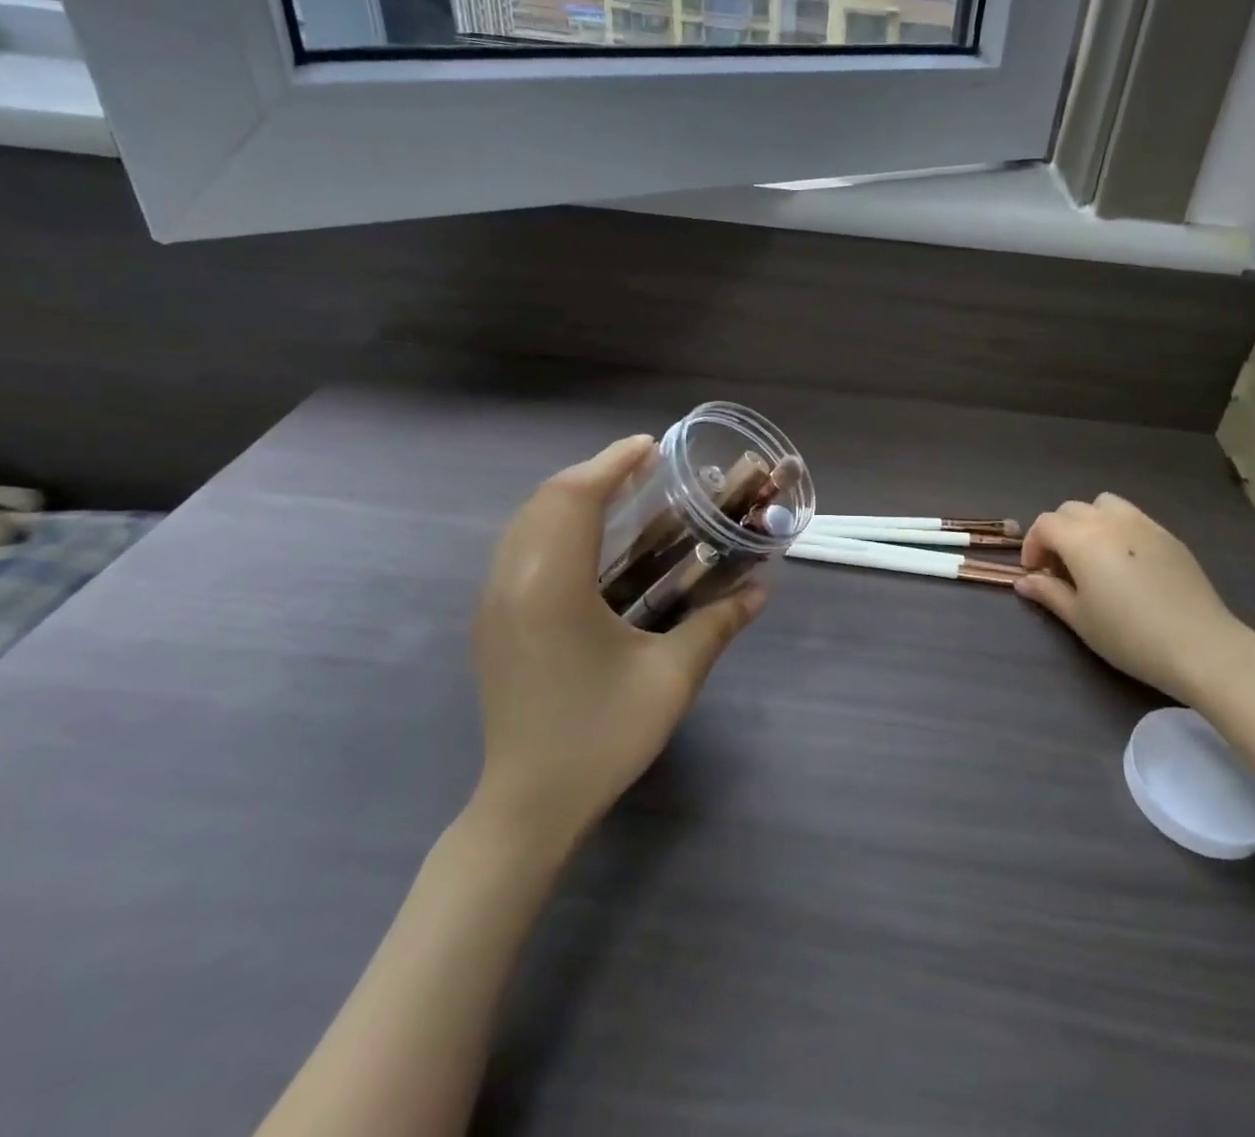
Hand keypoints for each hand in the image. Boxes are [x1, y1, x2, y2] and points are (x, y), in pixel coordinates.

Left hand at [470, 436, 765, 843]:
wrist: (528, 806)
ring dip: (571, 497)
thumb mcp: (671, 678)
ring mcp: (493, 602)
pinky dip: (553, 525)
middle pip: (546, 500)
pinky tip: (590, 542)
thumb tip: (762, 590)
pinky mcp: (491, 621)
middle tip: (643, 468)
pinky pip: (518, 548)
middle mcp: (512, 582)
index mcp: (552, 586)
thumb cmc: (601, 737)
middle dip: (594, 473)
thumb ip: (718, 623)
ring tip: (620, 494)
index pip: (576, 497)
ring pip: (526, 522)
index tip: (651, 447)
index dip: (612, 463)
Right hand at [1015, 494, 1254, 704]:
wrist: (1200, 646)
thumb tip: (1024, 581)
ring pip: (1103, 505)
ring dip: (1088, 522)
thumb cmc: (1129, 636)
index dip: (1033, 545)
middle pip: (1070, 509)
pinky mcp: (1168, 535)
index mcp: (1081, 539)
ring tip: (1093, 555)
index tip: (1036, 574)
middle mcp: (1109, 521)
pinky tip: (1126, 563)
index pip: (1045, 524)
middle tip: (1061, 568)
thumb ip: (1049, 593)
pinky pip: (1132, 517)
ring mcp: (1143, 524)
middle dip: (1057, 533)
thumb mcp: (1080, 619)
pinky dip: (1117, 528)